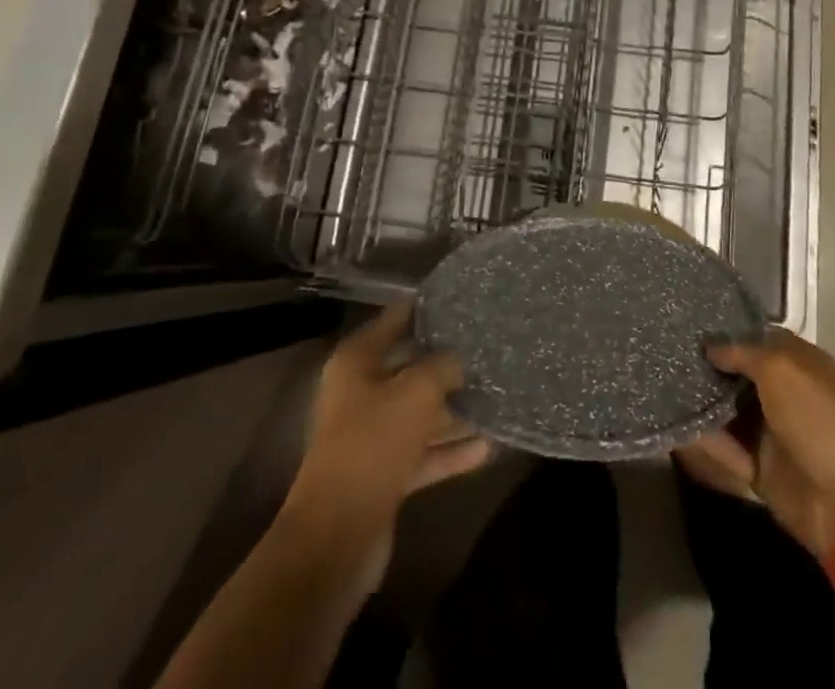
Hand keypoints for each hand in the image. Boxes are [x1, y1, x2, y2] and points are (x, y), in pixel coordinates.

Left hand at [279, 302, 490, 594]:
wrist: (337, 537)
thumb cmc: (372, 444)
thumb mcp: (416, 393)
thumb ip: (443, 366)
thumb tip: (462, 358)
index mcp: (357, 362)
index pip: (395, 319)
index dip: (426, 307)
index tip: (462, 298)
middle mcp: (361, 392)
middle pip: (411, 367)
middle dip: (448, 362)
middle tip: (489, 350)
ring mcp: (373, 435)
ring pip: (420, 413)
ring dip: (454, 410)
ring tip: (497, 398)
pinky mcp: (385, 474)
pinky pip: (424, 452)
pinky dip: (450, 450)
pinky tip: (488, 448)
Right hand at [675, 329, 834, 561]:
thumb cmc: (817, 418)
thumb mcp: (779, 369)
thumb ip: (741, 352)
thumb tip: (710, 348)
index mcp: (798, 363)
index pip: (756, 338)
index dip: (727, 333)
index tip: (690, 327)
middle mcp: (784, 393)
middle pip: (738, 375)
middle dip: (708, 369)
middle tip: (668, 356)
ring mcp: (773, 431)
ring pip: (728, 412)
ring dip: (702, 405)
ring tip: (662, 388)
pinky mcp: (761, 468)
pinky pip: (727, 450)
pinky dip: (707, 443)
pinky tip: (677, 430)